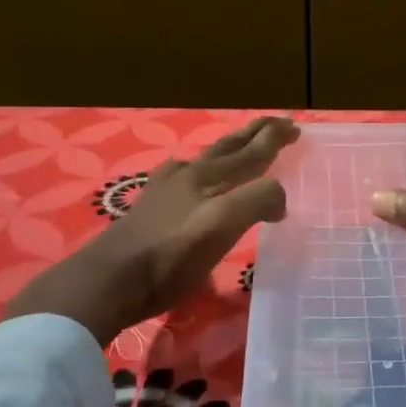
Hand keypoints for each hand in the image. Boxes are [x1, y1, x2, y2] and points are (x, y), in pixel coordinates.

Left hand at [6, 116, 299, 341]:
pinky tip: (189, 178)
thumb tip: (279, 198)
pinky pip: (183, 180)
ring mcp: (166, 192)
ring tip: (239, 148)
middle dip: (254, 135)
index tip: (296, 128)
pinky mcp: (150, 211)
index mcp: (210, 178)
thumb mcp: (222, 225)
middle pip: (228, 148)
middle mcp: (189, 177)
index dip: (274, 139)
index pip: (251, 151)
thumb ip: (256, 200)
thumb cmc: (170, 256)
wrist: (109, 282)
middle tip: (276, 125)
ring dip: (229, 150)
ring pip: (205, 161)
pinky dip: (199, 171)